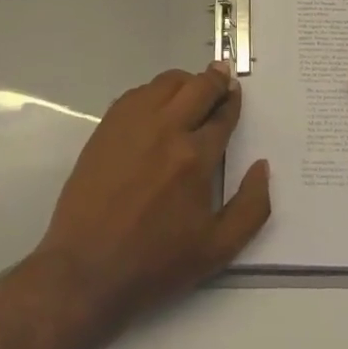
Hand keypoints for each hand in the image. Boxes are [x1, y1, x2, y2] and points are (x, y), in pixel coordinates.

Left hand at [36, 64, 271, 330]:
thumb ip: (251, 207)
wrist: (86, 269)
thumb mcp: (218, 249)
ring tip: (192, 92)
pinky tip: (158, 106)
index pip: (222, 115)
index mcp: (195, 157)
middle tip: (222, 79)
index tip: (235, 95)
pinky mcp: (107, 127)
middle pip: (198, 86)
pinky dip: (155, 92)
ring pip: (167, 82)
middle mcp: (166, 129)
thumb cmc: (155, 263)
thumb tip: (261, 166)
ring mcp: (132, 124)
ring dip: (186, 82)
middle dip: (216, 81)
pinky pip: (137, 93)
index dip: (232, 102)